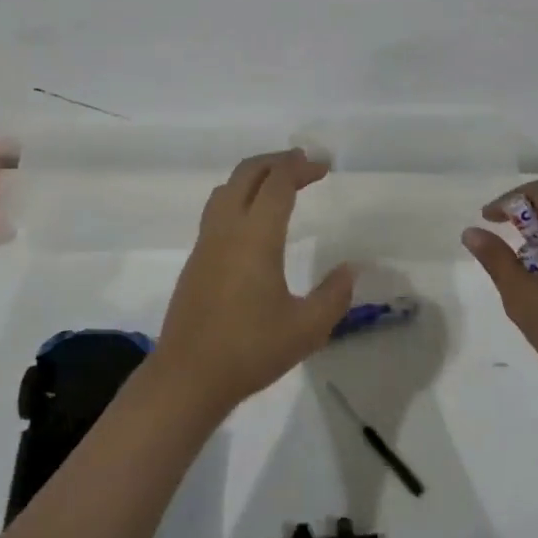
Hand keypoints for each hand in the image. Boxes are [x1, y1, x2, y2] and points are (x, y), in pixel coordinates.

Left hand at [153, 150, 356, 417]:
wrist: (188, 375)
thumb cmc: (251, 350)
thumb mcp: (307, 329)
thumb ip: (334, 295)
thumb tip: (349, 269)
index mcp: (255, 236)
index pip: (278, 183)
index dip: (301, 168)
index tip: (324, 167)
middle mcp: (227, 229)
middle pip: (247, 173)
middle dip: (276, 161)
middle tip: (303, 164)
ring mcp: (206, 242)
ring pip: (227, 188)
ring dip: (254, 175)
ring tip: (278, 183)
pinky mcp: (195, 258)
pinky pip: (217, 209)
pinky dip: (239, 195)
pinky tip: (253, 219)